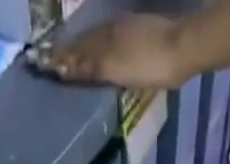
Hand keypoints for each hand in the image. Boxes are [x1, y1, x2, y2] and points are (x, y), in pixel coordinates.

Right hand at [36, 16, 189, 89]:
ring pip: (99, 39)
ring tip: (74, 57)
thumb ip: (92, 66)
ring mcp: (128, 30)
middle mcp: (113, 30)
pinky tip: (103, 51)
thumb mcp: (117, 69)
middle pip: (87, 43)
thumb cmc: (149, 65)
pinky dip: (102, 46)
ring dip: (85, 48)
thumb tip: (65, 66)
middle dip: (71, 52)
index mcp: (106, 39)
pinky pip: (113, 37)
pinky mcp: (142, 33)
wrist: (182, 48)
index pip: (79, 51)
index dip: (63, 59)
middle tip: (55, 60)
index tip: (47, 64)